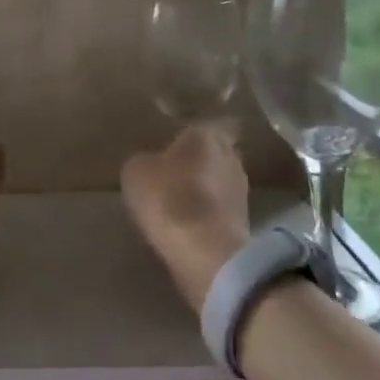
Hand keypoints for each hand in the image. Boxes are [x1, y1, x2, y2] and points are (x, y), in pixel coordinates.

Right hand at [121, 123, 250, 313]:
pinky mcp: (245, 220)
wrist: (205, 250)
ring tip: (177, 203)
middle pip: (209, 155)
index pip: (194, 129)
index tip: (164, 153)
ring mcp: (241, 189)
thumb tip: (151, 165)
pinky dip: (206, 214)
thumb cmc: (168, 198)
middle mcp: (230, 155)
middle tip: (169, 176)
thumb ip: (145, 161)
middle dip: (194, 164)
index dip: (179, 141)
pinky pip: (219, 209)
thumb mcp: (135, 172)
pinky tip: (188, 223)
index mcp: (205, 135)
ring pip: (216, 182)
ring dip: (201, 190)